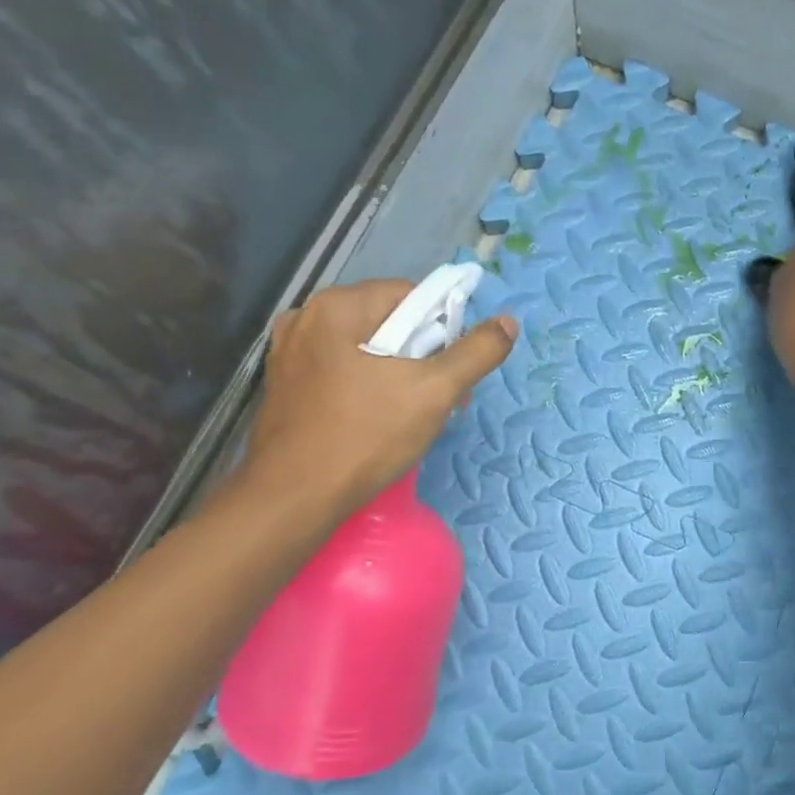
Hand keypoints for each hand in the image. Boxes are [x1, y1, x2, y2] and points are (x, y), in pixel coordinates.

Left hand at [239, 279, 517, 518]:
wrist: (294, 498)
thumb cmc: (366, 436)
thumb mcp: (434, 392)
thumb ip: (476, 353)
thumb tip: (508, 323)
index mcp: (337, 307)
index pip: (411, 296)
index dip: (443, 330)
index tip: (451, 371)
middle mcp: (306, 318)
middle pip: (389, 322)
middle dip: (422, 356)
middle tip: (439, 398)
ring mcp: (290, 354)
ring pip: (367, 350)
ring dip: (399, 375)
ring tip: (411, 414)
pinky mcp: (286, 386)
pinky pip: (343, 372)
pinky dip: (369, 388)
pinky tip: (378, 421)